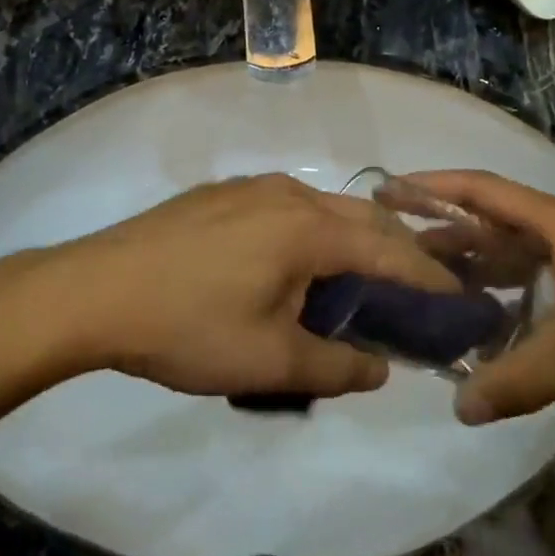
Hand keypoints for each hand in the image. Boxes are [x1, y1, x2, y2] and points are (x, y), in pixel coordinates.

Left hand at [27, 175, 459, 398]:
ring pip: (325, 209)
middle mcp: (289, 193)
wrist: (95, 290)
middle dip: (397, 253)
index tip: (459, 299)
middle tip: (417, 293)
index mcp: (308, 228)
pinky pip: (290, 206)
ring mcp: (252, 187)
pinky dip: (315, 232)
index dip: (428, 277)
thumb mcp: (268, 361)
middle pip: (362, 220)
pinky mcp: (223, 193)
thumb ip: (335, 367)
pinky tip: (298, 264)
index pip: (389, 251)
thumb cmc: (188, 327)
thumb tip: (381, 369)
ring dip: (353, 241)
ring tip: (361, 281)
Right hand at [409, 172, 554, 422]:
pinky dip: (497, 295)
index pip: (483, 190)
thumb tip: (458, 409)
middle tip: (392, 243)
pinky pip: (527, 283)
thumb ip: (519, 377)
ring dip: (468, 264)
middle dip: (441, 228)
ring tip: (421, 280)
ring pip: (507, 254)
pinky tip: (475, 321)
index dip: (434, 186)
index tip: (389, 190)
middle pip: (488, 221)